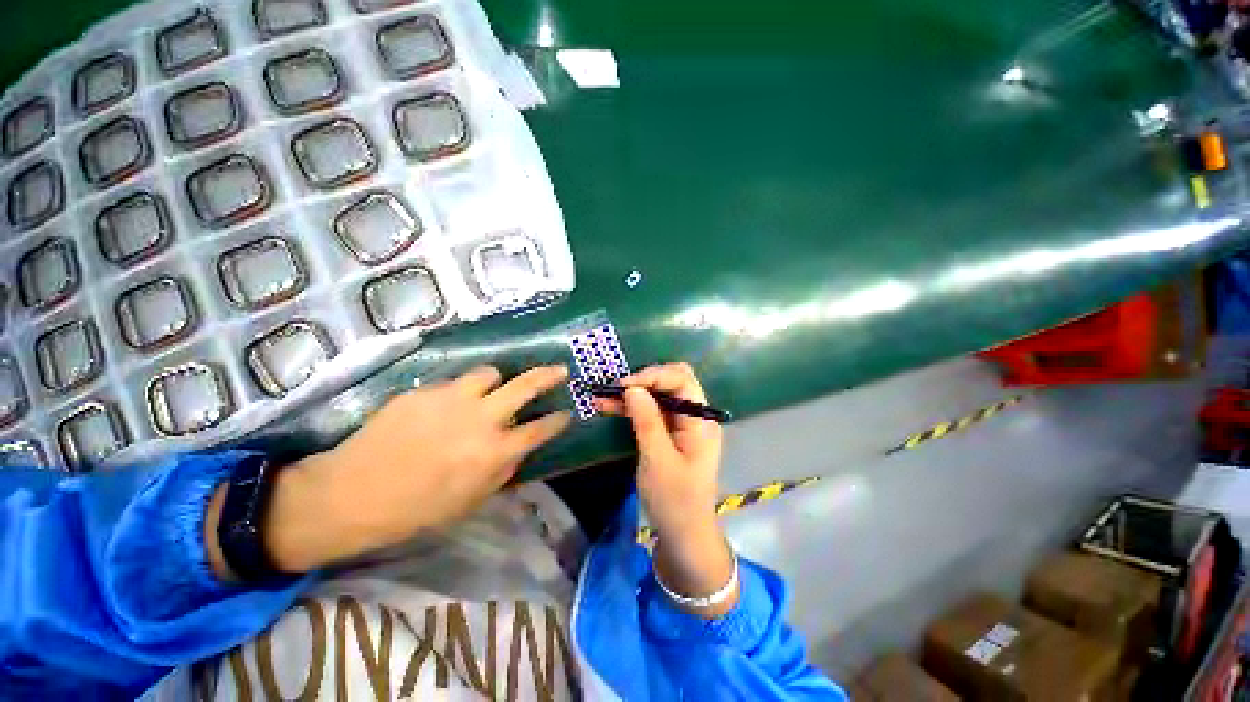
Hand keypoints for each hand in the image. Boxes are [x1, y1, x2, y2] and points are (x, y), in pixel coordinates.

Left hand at [208, 365, 572, 576]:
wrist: (350, 495)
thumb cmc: (416, 510)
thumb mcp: (471, 501)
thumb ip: (503, 470)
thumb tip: (519, 447)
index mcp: (493, 451)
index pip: (540, 429)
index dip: (558, 420)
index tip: (566, 413)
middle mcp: (480, 418)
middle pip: (525, 385)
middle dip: (549, 375)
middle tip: (559, 369)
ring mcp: (450, 399)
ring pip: (489, 373)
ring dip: (496, 381)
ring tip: (489, 390)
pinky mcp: (423, 392)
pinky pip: (452, 384)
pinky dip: (458, 393)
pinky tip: (443, 409)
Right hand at [595, 363, 736, 615]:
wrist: (684, 536)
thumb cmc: (675, 501)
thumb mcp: (658, 461)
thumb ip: (647, 421)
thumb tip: (632, 388)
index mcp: (701, 419)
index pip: (681, 379)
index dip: (653, 376)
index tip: (624, 385)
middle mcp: (694, 416)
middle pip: (671, 382)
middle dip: (642, 381)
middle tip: (615, 389)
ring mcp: (681, 424)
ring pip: (658, 396)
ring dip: (632, 394)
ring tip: (602, 396)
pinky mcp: (669, 434)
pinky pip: (651, 412)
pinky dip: (632, 408)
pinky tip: (609, 407)